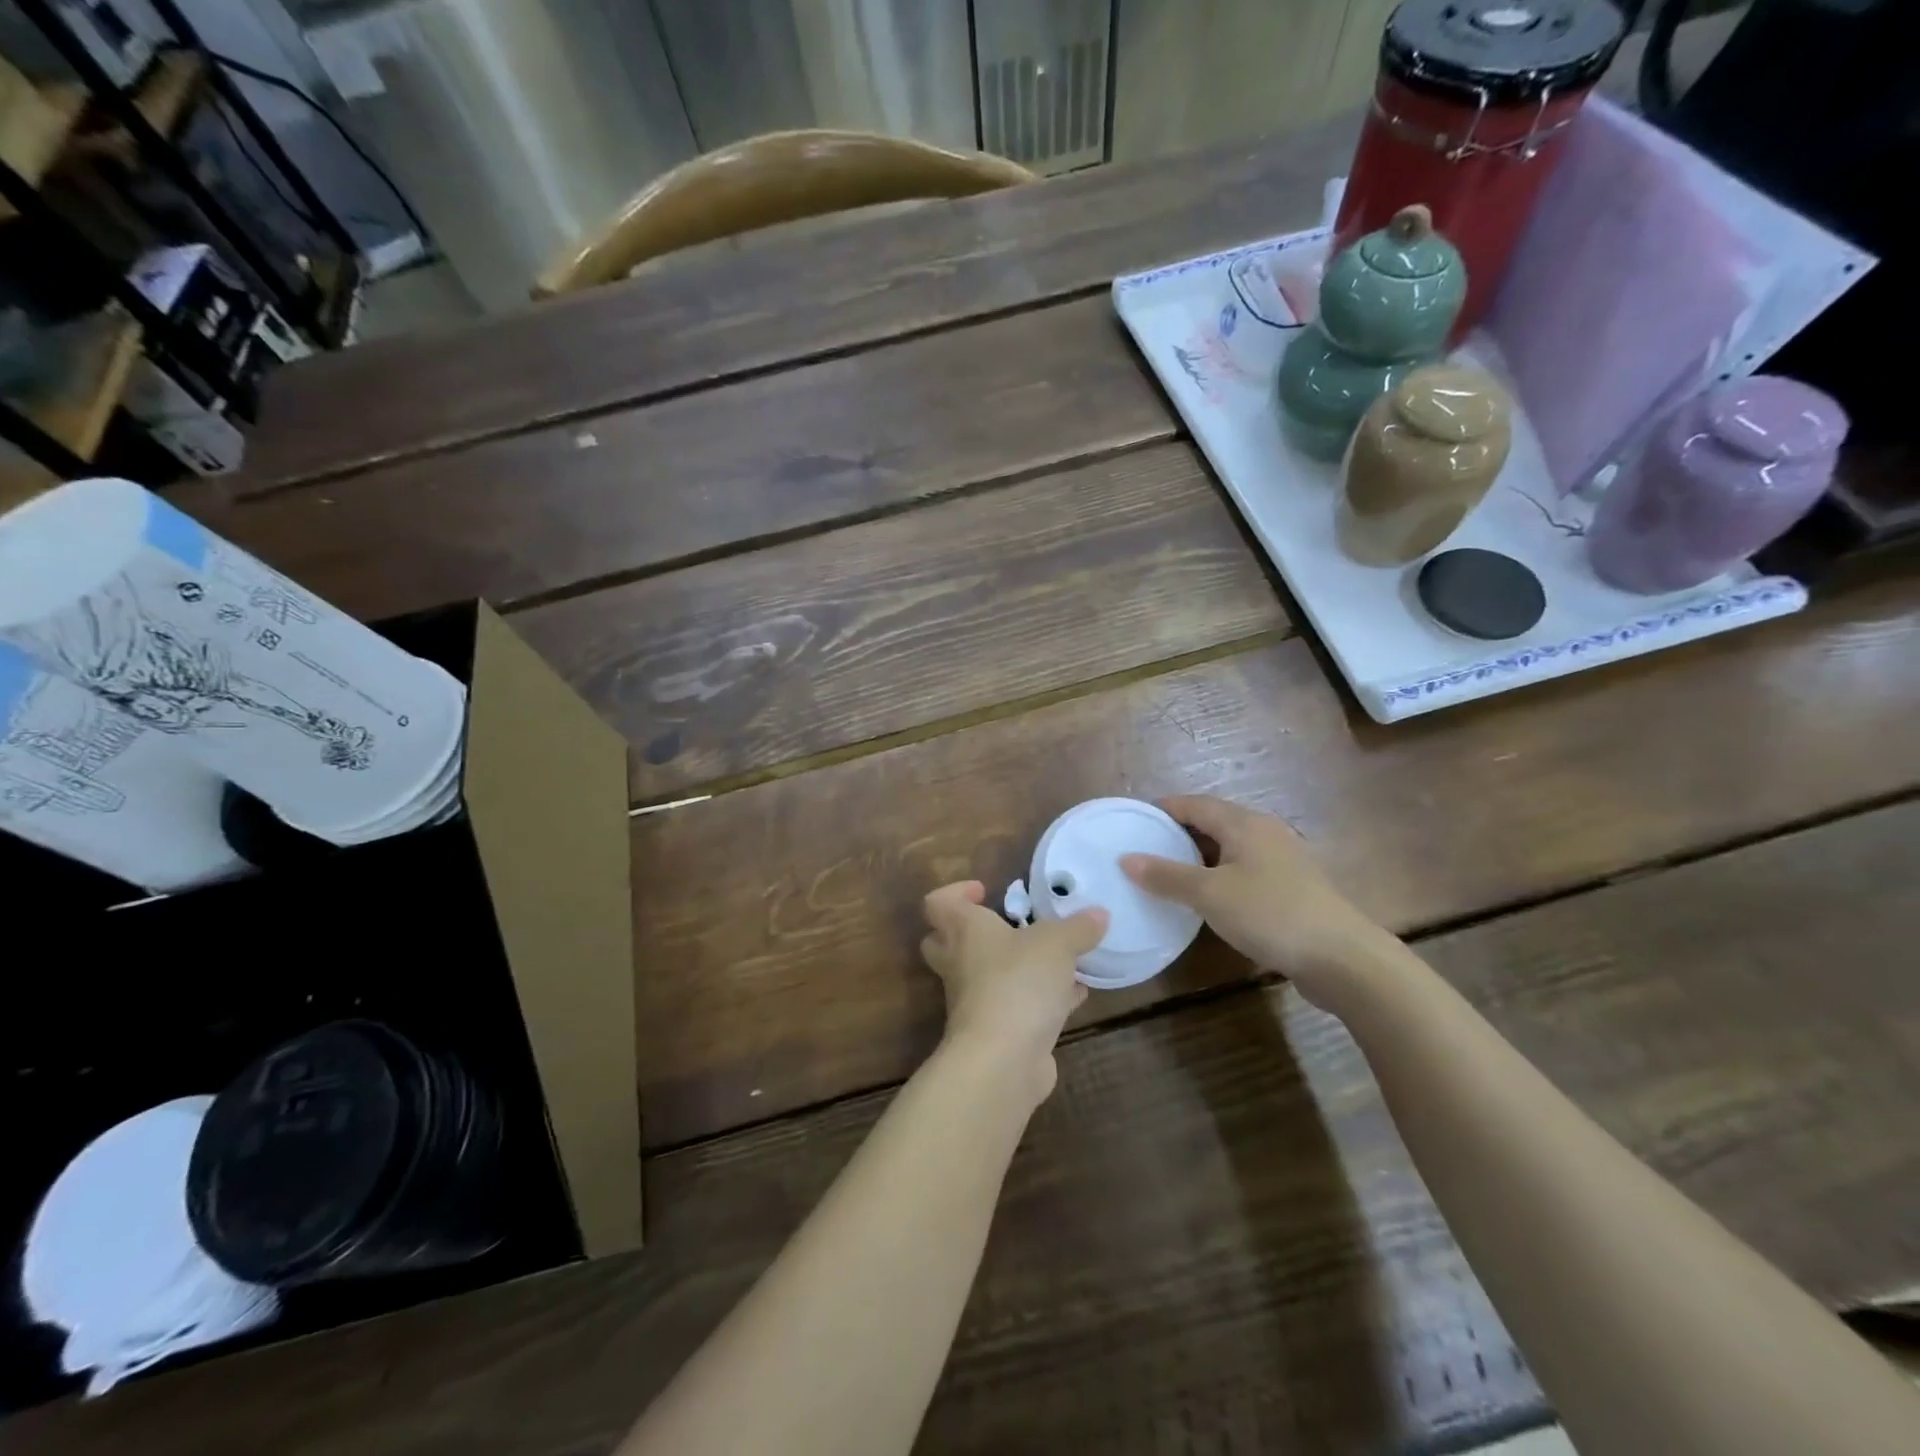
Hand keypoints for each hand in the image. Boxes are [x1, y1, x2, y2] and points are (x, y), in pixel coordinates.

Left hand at [920, 881, 1107, 1102]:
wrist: (1002, 1061)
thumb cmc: (1018, 982)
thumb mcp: (1057, 943)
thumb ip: (1077, 927)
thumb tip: (1098, 915)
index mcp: (963, 931)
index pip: (937, 904)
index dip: (955, 892)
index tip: (985, 891)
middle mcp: (961, 964)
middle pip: (947, 942)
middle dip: (974, 933)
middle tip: (1009, 925)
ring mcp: (975, 1002)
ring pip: (987, 977)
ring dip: (1017, 967)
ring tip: (1058, 958)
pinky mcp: (997, 1032)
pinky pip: (1018, 1005)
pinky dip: (1042, 998)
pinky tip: (1075, 994)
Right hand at [1120, 795, 1389, 1004]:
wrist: (1342, 958)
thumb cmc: (1271, 914)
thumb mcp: (1210, 895)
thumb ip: (1166, 876)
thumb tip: (1126, 859)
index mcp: (1244, 823)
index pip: (1194, 803)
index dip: (1162, 809)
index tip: (1132, 821)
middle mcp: (1263, 832)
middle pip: (1212, 821)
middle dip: (1177, 832)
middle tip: (1143, 848)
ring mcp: (1281, 859)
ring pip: (1228, 847)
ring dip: (1197, 856)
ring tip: (1166, 873)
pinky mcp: (1290, 886)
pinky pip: (1242, 869)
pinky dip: (1217, 874)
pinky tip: (1205, 897)